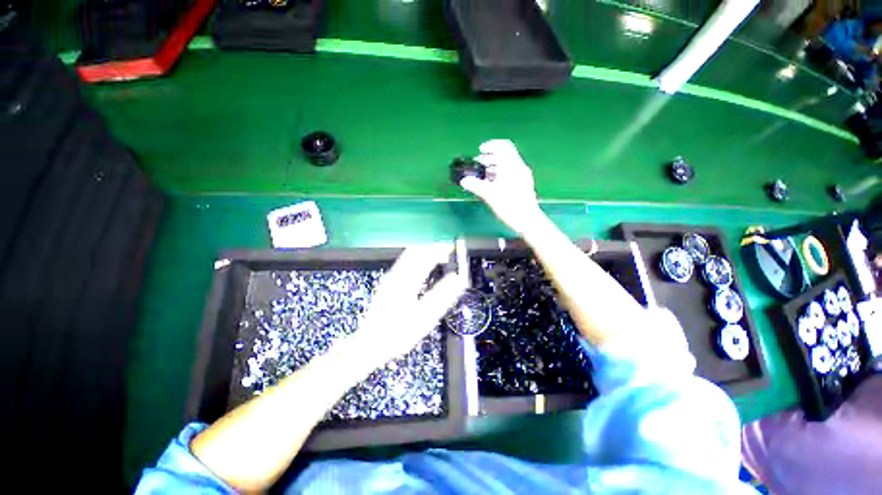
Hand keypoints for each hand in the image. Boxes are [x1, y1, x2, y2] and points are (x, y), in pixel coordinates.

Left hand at [351, 243, 466, 368]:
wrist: (369, 344)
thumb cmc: (398, 334)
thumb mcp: (423, 319)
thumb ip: (441, 297)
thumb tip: (457, 279)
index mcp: (405, 282)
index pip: (425, 257)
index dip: (439, 249)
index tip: (452, 246)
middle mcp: (396, 275)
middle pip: (415, 252)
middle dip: (432, 247)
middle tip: (448, 249)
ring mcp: (390, 278)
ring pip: (408, 255)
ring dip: (425, 251)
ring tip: (439, 254)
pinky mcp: (388, 282)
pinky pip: (404, 262)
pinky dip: (417, 258)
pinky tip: (423, 264)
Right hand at [460, 139, 543, 234]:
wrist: (527, 221)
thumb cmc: (509, 206)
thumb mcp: (490, 195)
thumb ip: (476, 185)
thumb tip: (464, 180)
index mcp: (511, 166)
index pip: (503, 146)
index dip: (490, 145)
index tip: (480, 150)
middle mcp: (518, 167)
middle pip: (504, 155)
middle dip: (490, 157)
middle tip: (478, 163)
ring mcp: (522, 176)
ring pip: (507, 165)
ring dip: (494, 166)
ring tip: (482, 174)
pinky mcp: (523, 185)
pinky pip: (510, 173)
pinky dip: (500, 174)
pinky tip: (491, 184)